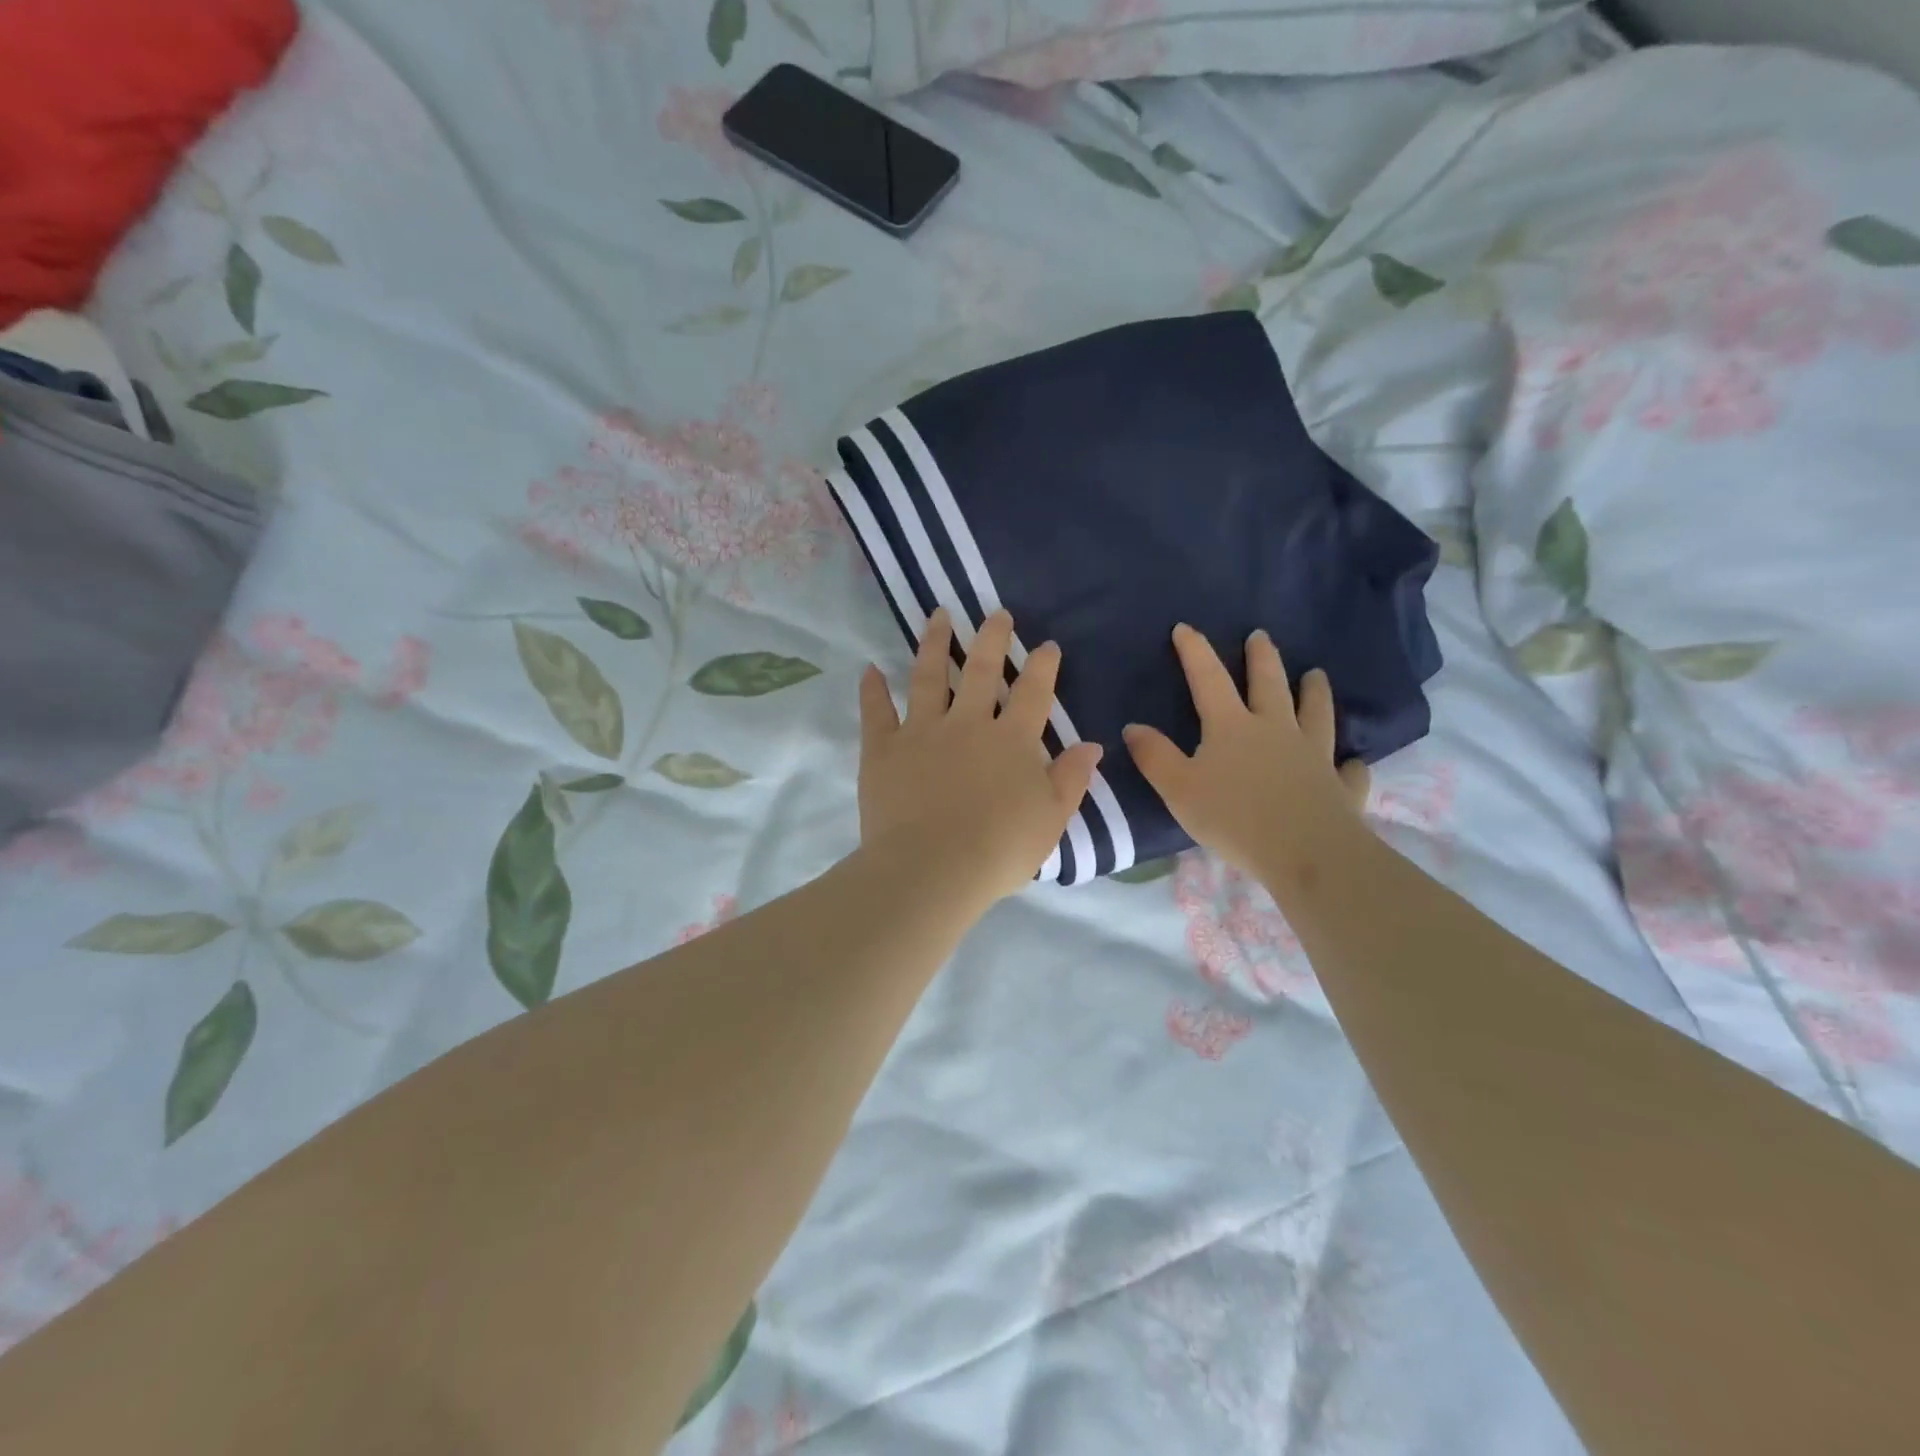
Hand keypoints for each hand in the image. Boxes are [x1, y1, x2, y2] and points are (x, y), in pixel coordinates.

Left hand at [858, 608, 1102, 909]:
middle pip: (981, 670)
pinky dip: (872, 690)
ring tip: (938, 616)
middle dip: (992, 639)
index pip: (1032, 693)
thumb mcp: (1051, 819)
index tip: (1047, 646)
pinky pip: (876, 712)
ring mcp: (922, 732)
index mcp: (1011, 740)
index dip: (1043, 667)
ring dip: (934, 644)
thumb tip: (1091, 745)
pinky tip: (870, 669)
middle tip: (997, 614)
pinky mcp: (883, 749)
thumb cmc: (999, 849)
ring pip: (928, 677)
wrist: (933, 869)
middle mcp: (967, 724)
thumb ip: (1071, 779)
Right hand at [1124, 625, 1370, 879]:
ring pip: (1316, 714)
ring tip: (1316, 674)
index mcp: (1232, 727)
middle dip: (1262, 658)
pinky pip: (1347, 770)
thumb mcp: (1179, 789)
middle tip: (1260, 636)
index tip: (1184, 628)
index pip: (1208, 679)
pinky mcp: (1340, 787)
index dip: (1195, 651)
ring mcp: (1314, 756)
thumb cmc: (1233, 819)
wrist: (1306, 853)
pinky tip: (1350, 762)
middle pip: (1269, 684)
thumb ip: (1155, 757)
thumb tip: (1132, 727)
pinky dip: (1348, 764)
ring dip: (1315, 692)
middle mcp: (1276, 730)